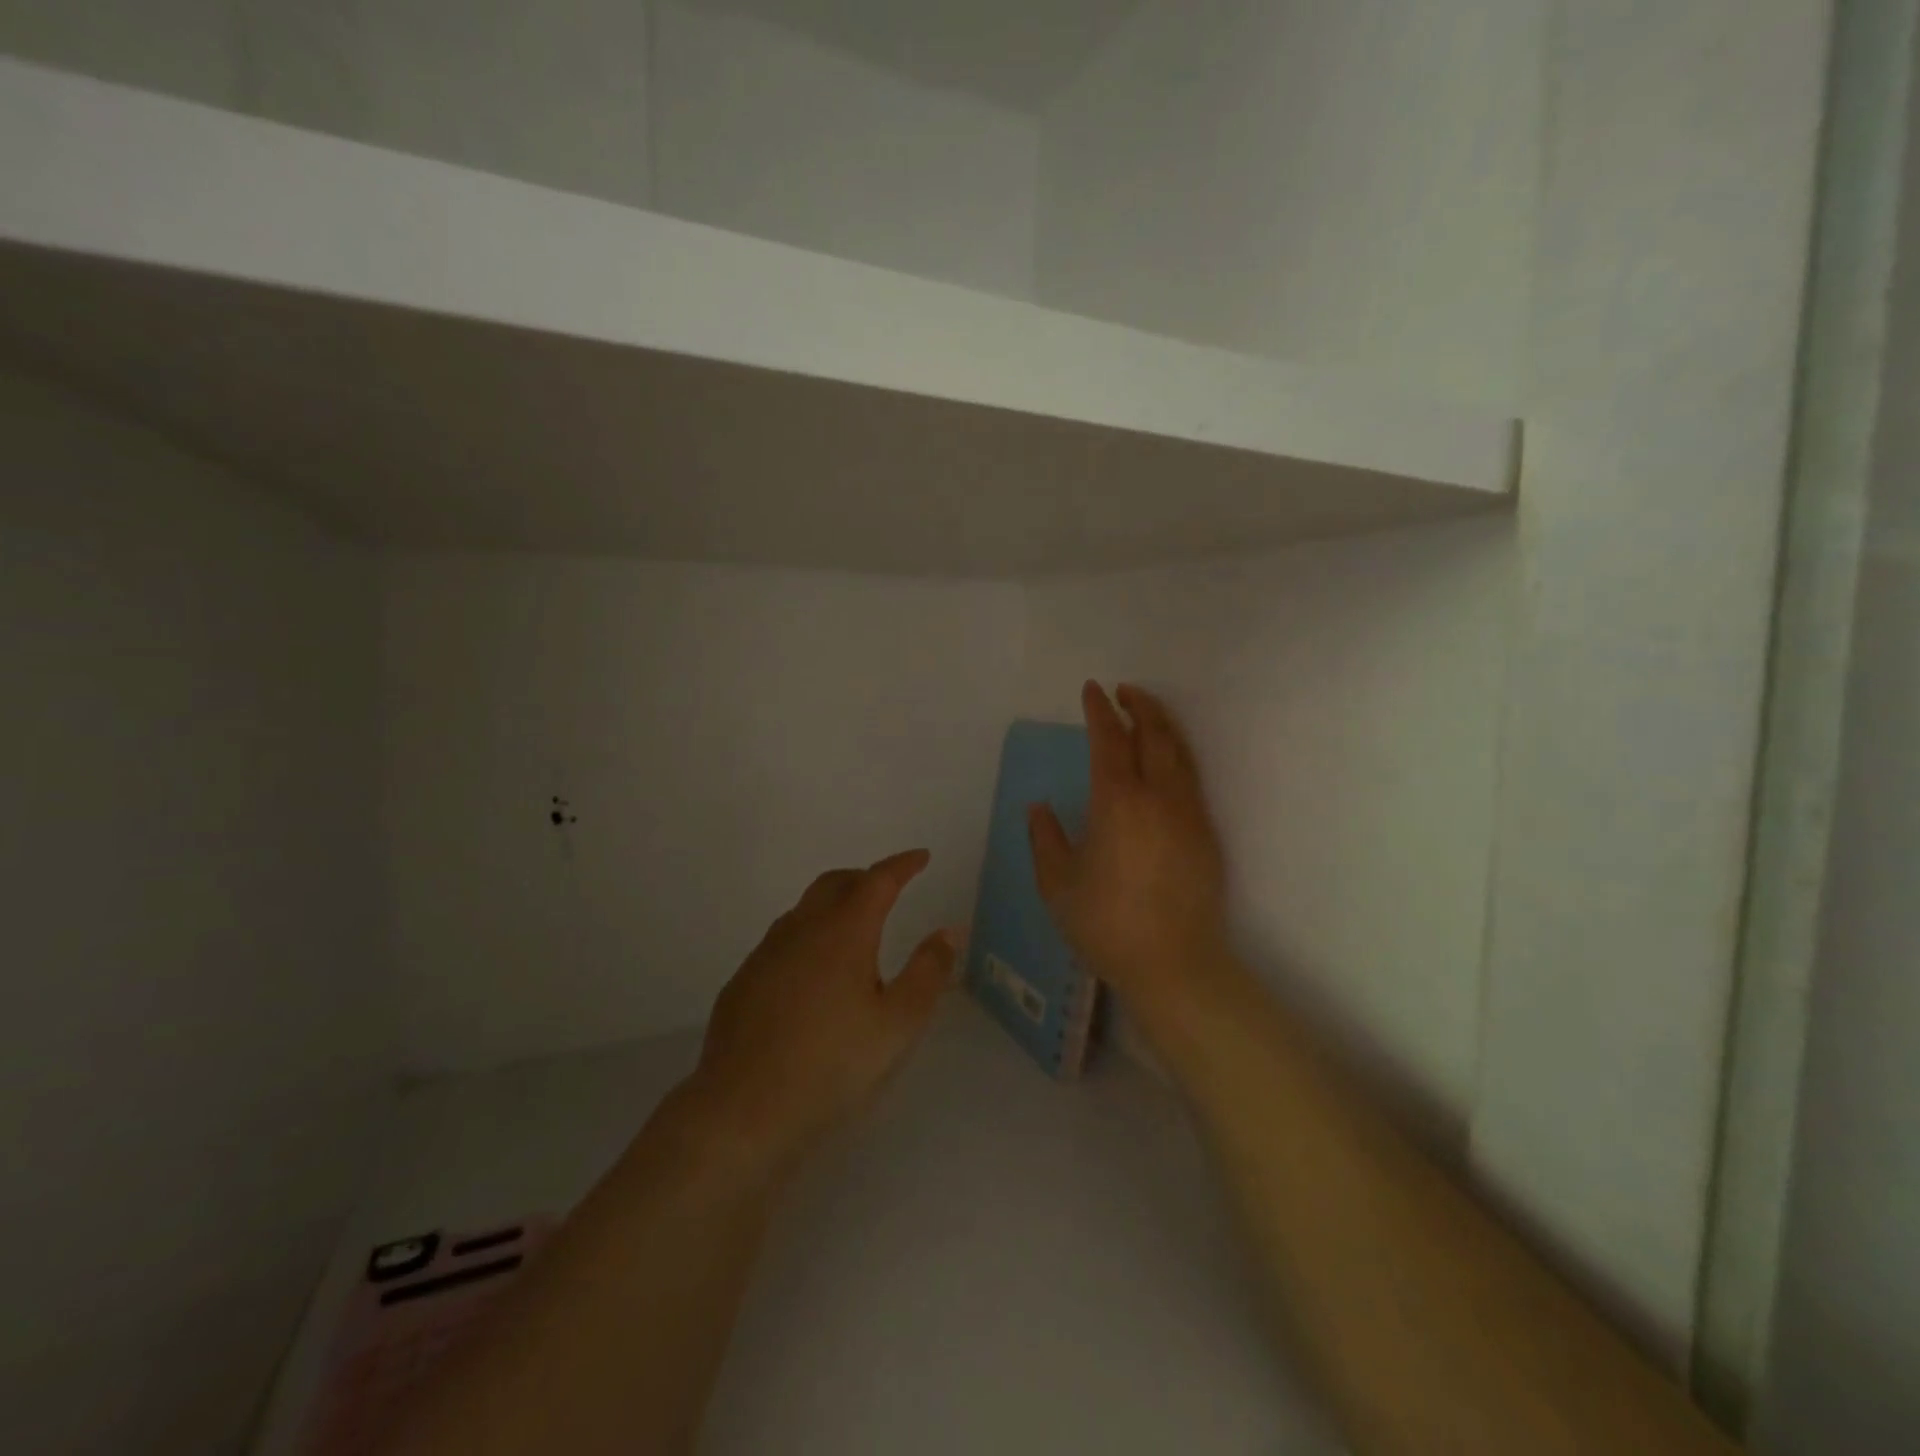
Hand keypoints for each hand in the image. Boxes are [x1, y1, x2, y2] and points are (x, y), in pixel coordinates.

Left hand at [677, 850, 960, 1183]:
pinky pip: (782, 941)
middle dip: (865, 878)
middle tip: (889, 890)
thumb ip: (928, 972)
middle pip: (835, 883)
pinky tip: (812, 976)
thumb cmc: (833, 1065)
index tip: (921, 857)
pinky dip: (807, 937)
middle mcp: (801, 930)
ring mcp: (765, 954)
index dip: (902, 865)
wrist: (743, 1111)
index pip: (878, 880)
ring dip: (833, 906)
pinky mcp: (743, 981)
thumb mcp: (898, 1024)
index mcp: (844, 932)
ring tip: (854, 931)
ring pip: (804, 910)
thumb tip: (950, 931)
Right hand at [1029, 682, 1227, 1020]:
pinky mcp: (1206, 834)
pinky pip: (1191, 779)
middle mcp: (1158, 797)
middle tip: (1124, 692)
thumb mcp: (1058, 884)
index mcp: (1117, 802)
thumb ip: (1046, 839)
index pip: (1109, 740)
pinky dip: (1176, 757)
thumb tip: (1039, 808)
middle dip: (1139, 706)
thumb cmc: (1106, 924)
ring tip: (1147, 716)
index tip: (1091, 690)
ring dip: (1162, 726)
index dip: (1099, 711)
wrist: (1174, 964)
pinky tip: (1166, 765)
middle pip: (1154, 734)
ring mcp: (1189, 813)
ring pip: (1179, 754)